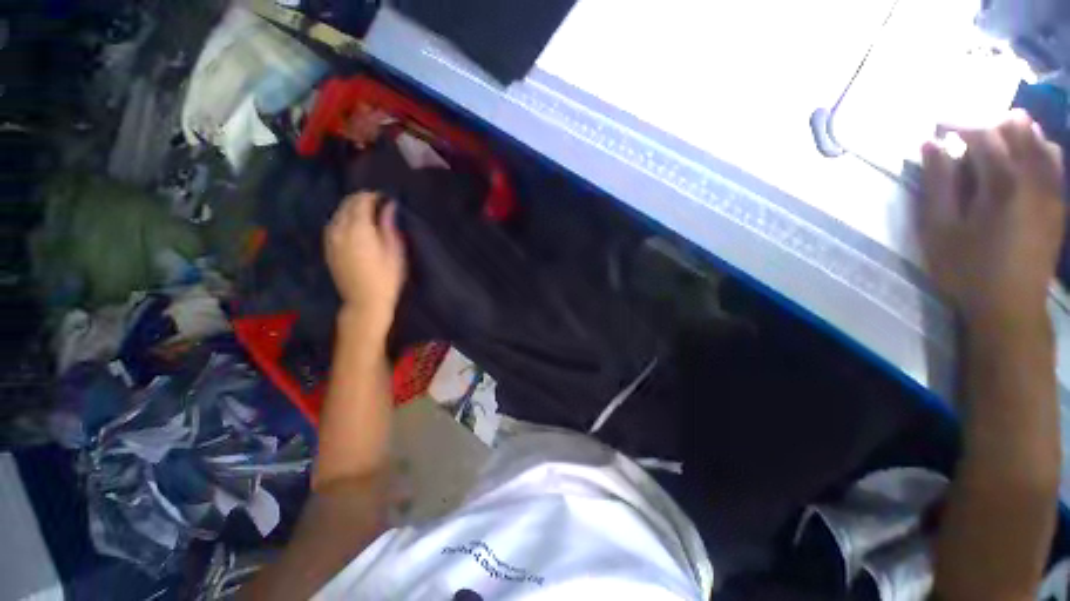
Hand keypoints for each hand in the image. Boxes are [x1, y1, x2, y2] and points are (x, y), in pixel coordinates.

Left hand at [325, 192, 406, 336]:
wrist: (365, 302)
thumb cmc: (387, 278)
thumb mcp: (395, 251)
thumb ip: (389, 225)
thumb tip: (389, 206)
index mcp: (359, 229)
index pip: (361, 201)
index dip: (373, 196)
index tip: (385, 198)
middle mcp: (340, 230)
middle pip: (347, 204)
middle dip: (361, 199)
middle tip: (378, 203)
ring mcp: (331, 239)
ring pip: (338, 213)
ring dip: (351, 208)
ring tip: (367, 213)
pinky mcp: (328, 248)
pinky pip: (333, 225)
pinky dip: (344, 219)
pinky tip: (353, 225)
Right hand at [918, 110, 1065, 328]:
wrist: (1010, 308)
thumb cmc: (966, 269)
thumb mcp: (939, 229)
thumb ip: (937, 183)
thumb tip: (931, 145)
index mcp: (1002, 182)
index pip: (983, 134)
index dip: (958, 124)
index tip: (937, 127)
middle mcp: (1034, 177)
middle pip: (1015, 130)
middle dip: (987, 124)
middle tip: (964, 133)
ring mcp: (1052, 190)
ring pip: (1040, 141)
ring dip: (1016, 133)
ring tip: (995, 138)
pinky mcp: (1058, 204)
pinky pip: (1053, 161)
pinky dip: (1037, 148)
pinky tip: (1026, 154)